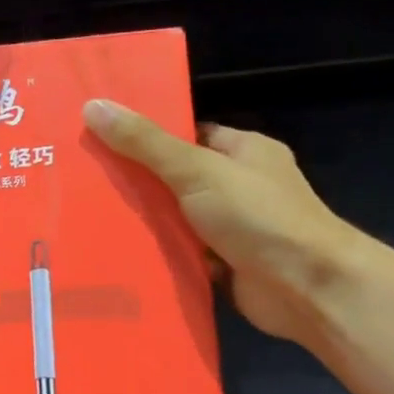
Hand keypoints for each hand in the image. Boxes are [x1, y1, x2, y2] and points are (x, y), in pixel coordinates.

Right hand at [82, 99, 358, 345]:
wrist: (306, 287)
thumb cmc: (258, 216)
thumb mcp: (196, 169)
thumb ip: (145, 143)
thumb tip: (94, 106)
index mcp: (244, 150)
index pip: (188, 134)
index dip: (147, 136)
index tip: (102, 139)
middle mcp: (242, 186)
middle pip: (178, 178)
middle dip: (138, 182)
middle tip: (86, 181)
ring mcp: (235, 227)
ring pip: (178, 219)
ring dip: (146, 222)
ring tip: (90, 217)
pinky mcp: (226, 264)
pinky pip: (183, 253)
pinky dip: (159, 254)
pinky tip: (119, 253)